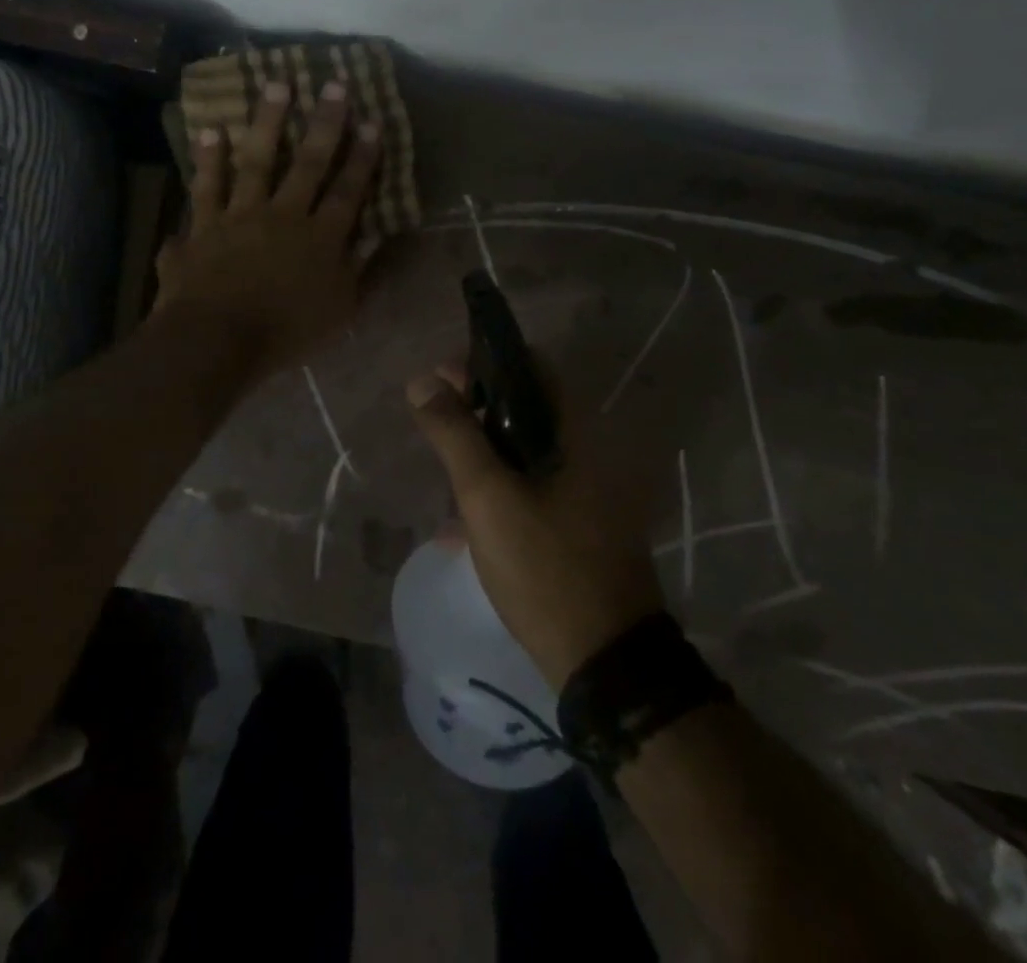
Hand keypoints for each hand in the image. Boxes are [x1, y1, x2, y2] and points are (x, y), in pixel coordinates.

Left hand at [153, 79, 380, 379]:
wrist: (216, 341)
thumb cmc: (284, 333)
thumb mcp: (338, 311)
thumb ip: (358, 270)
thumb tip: (377, 235)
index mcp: (320, 239)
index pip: (348, 191)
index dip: (363, 157)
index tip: (372, 122)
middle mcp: (283, 216)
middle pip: (307, 164)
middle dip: (325, 123)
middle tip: (334, 84)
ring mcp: (239, 216)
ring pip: (256, 161)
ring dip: (267, 122)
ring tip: (275, 85)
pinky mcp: (203, 226)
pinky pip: (205, 186)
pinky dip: (208, 160)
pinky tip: (210, 130)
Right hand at [407, 367, 665, 689]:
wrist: (605, 662)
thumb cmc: (546, 568)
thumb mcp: (488, 497)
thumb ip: (455, 435)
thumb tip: (422, 380)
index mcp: (575, 433)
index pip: (531, 367)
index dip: (483, 363)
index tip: (440, 379)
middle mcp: (586, 452)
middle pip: (525, 407)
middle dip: (475, 408)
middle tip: (432, 420)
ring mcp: (583, 491)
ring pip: (524, 450)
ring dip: (482, 450)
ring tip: (441, 466)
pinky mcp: (575, 524)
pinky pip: (528, 486)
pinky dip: (495, 488)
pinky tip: (459, 521)